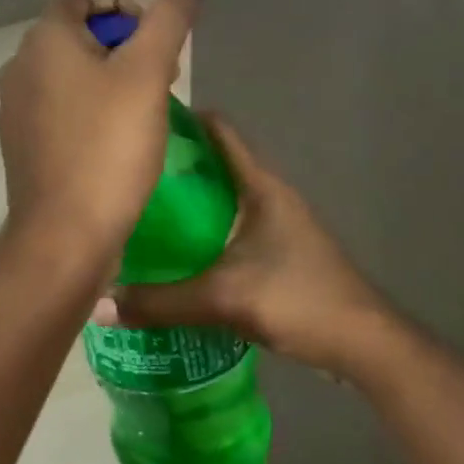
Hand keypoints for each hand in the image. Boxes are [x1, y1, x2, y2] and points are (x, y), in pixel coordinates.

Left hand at [0, 0, 207, 262]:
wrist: (65, 234)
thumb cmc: (109, 146)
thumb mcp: (148, 73)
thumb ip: (170, 17)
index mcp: (43, 39)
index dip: (126, 6)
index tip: (156, 40)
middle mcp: (19, 66)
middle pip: (77, 34)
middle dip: (124, 45)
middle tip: (161, 77)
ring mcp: (15, 108)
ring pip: (69, 73)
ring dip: (109, 79)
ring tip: (145, 110)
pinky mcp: (21, 143)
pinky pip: (59, 108)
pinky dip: (89, 110)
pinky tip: (116, 141)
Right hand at [102, 114, 397, 379]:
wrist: (363, 343)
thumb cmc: (299, 300)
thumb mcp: (224, 299)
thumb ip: (161, 302)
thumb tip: (100, 303)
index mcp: (261, 186)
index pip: (220, 131)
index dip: (183, 120)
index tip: (139, 123)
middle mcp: (270, 195)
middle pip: (217, 163)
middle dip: (175, 165)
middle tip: (125, 174)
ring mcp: (278, 224)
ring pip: (224, 198)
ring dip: (189, 200)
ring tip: (141, 210)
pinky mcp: (280, 252)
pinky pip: (231, 227)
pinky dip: (203, 230)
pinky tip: (176, 252)